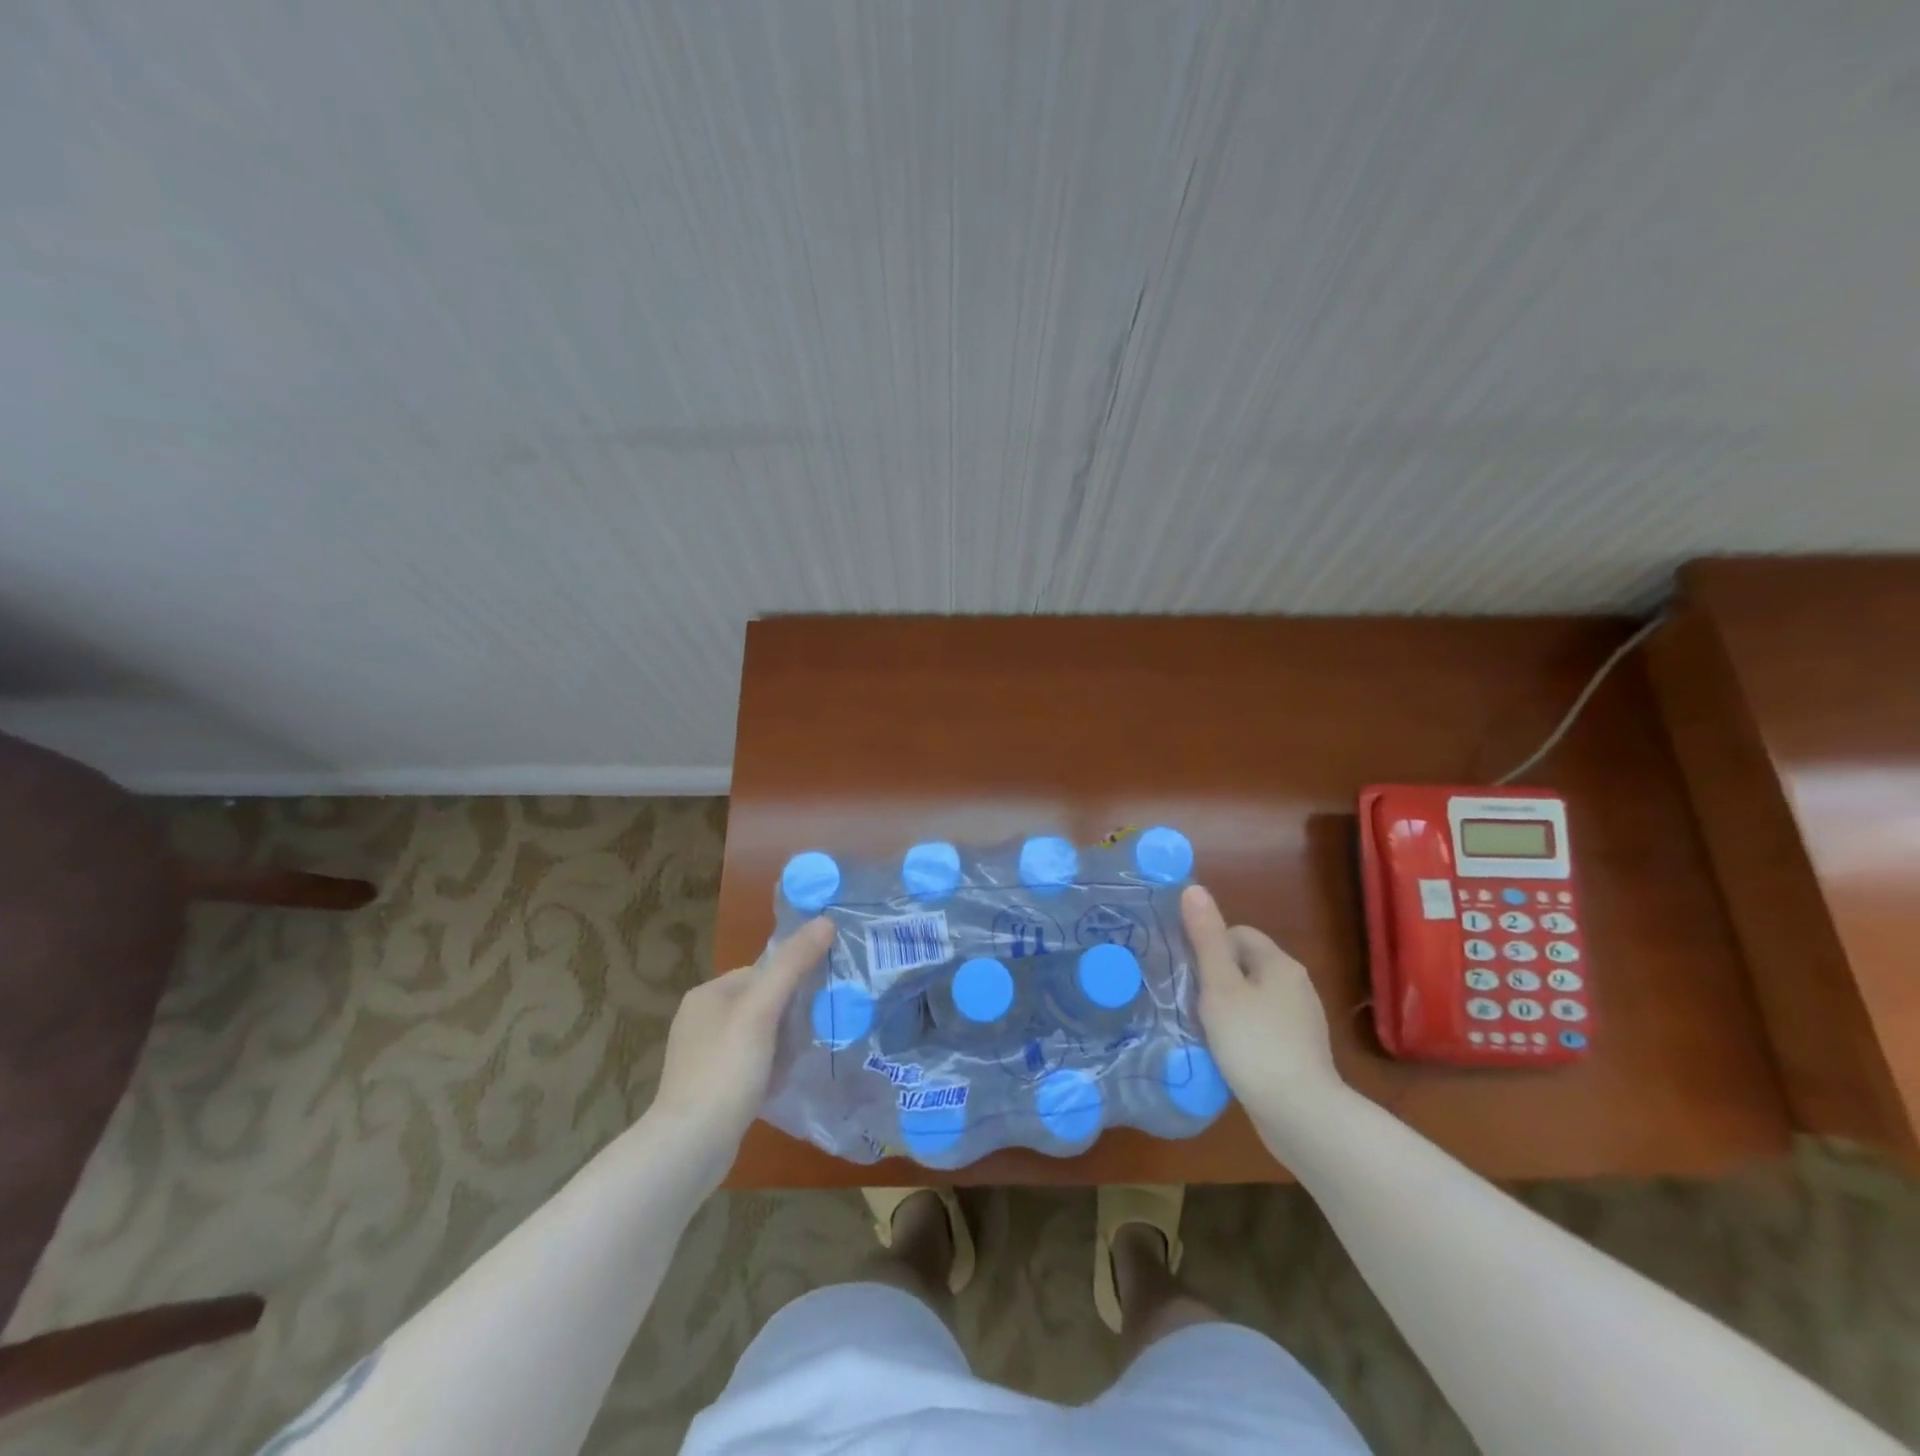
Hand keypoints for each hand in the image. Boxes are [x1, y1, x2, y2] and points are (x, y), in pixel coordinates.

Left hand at [650, 918, 835, 1155]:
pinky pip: (751, 1063)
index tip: (819, 1002)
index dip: (794, 982)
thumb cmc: (725, 1070)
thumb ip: (793, 965)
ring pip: (760, 1035)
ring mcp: (704, 1054)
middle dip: (791, 1018)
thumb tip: (826, 921)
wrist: (689, 1147)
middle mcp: (701, 1019)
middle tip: (814, 1033)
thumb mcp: (762, 1011)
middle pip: (763, 1002)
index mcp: (708, 994)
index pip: (763, 971)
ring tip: (801, 1060)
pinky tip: (783, 1082)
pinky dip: (770, 1069)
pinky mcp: (710, 1085)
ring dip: (784, 1045)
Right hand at [1182, 884, 1343, 1133]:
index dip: (1209, 948)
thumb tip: (1193, 888)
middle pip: (1245, 966)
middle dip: (1216, 980)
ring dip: (1228, 1009)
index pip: (1238, 934)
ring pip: (1253, 998)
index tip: (1190, 975)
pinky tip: (1229, 1055)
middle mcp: (1297, 985)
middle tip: (1192, 1003)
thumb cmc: (1254, 1042)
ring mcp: (1302, 1021)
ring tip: (1205, 1030)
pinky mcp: (1300, 1051)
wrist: (1301, 1115)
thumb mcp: (1220, 987)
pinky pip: (1263, 1027)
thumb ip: (1205, 938)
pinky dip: (1244, 1034)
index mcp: (1280, 963)